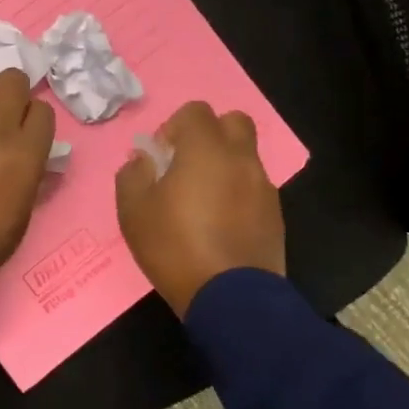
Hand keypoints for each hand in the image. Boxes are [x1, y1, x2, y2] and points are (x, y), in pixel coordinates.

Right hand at [115, 101, 285, 317]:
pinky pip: (255, 188)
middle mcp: (241, 159)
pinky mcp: (276, 215)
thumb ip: (132, 176)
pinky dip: (238, 193)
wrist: (231, 298)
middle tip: (187, 165)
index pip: (196, 111)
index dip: (175, 126)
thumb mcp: (133, 212)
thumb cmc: (174, 246)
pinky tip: (220, 224)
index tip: (162, 156)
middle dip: (210, 134)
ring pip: (246, 157)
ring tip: (202, 201)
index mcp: (206, 150)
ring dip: (225, 166)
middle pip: (234, 122)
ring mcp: (264, 187)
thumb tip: (141, 160)